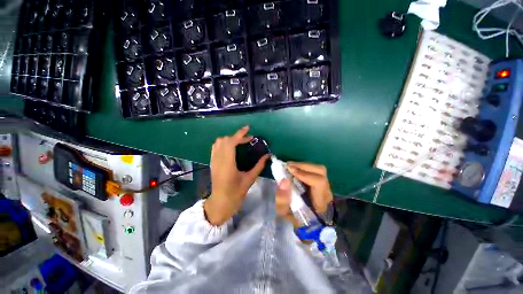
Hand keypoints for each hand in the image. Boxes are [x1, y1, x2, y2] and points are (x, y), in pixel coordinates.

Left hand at [204, 126, 269, 224]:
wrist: (220, 202)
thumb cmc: (236, 193)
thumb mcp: (250, 179)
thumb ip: (259, 166)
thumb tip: (268, 155)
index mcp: (228, 164)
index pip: (231, 143)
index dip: (239, 134)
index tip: (248, 129)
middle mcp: (218, 160)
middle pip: (224, 140)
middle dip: (237, 136)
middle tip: (248, 140)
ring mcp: (213, 161)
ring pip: (218, 142)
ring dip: (230, 139)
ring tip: (240, 142)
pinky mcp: (212, 162)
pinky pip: (215, 147)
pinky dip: (223, 143)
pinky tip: (231, 147)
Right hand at [275, 162, 332, 222]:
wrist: (305, 222)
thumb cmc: (294, 218)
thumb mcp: (284, 213)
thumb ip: (282, 200)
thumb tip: (284, 180)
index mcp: (320, 203)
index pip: (319, 182)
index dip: (304, 174)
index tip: (290, 170)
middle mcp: (326, 192)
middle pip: (320, 171)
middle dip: (303, 166)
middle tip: (287, 166)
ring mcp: (325, 186)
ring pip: (318, 169)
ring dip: (303, 165)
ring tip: (290, 167)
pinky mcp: (321, 182)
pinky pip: (314, 170)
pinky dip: (304, 167)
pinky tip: (295, 169)